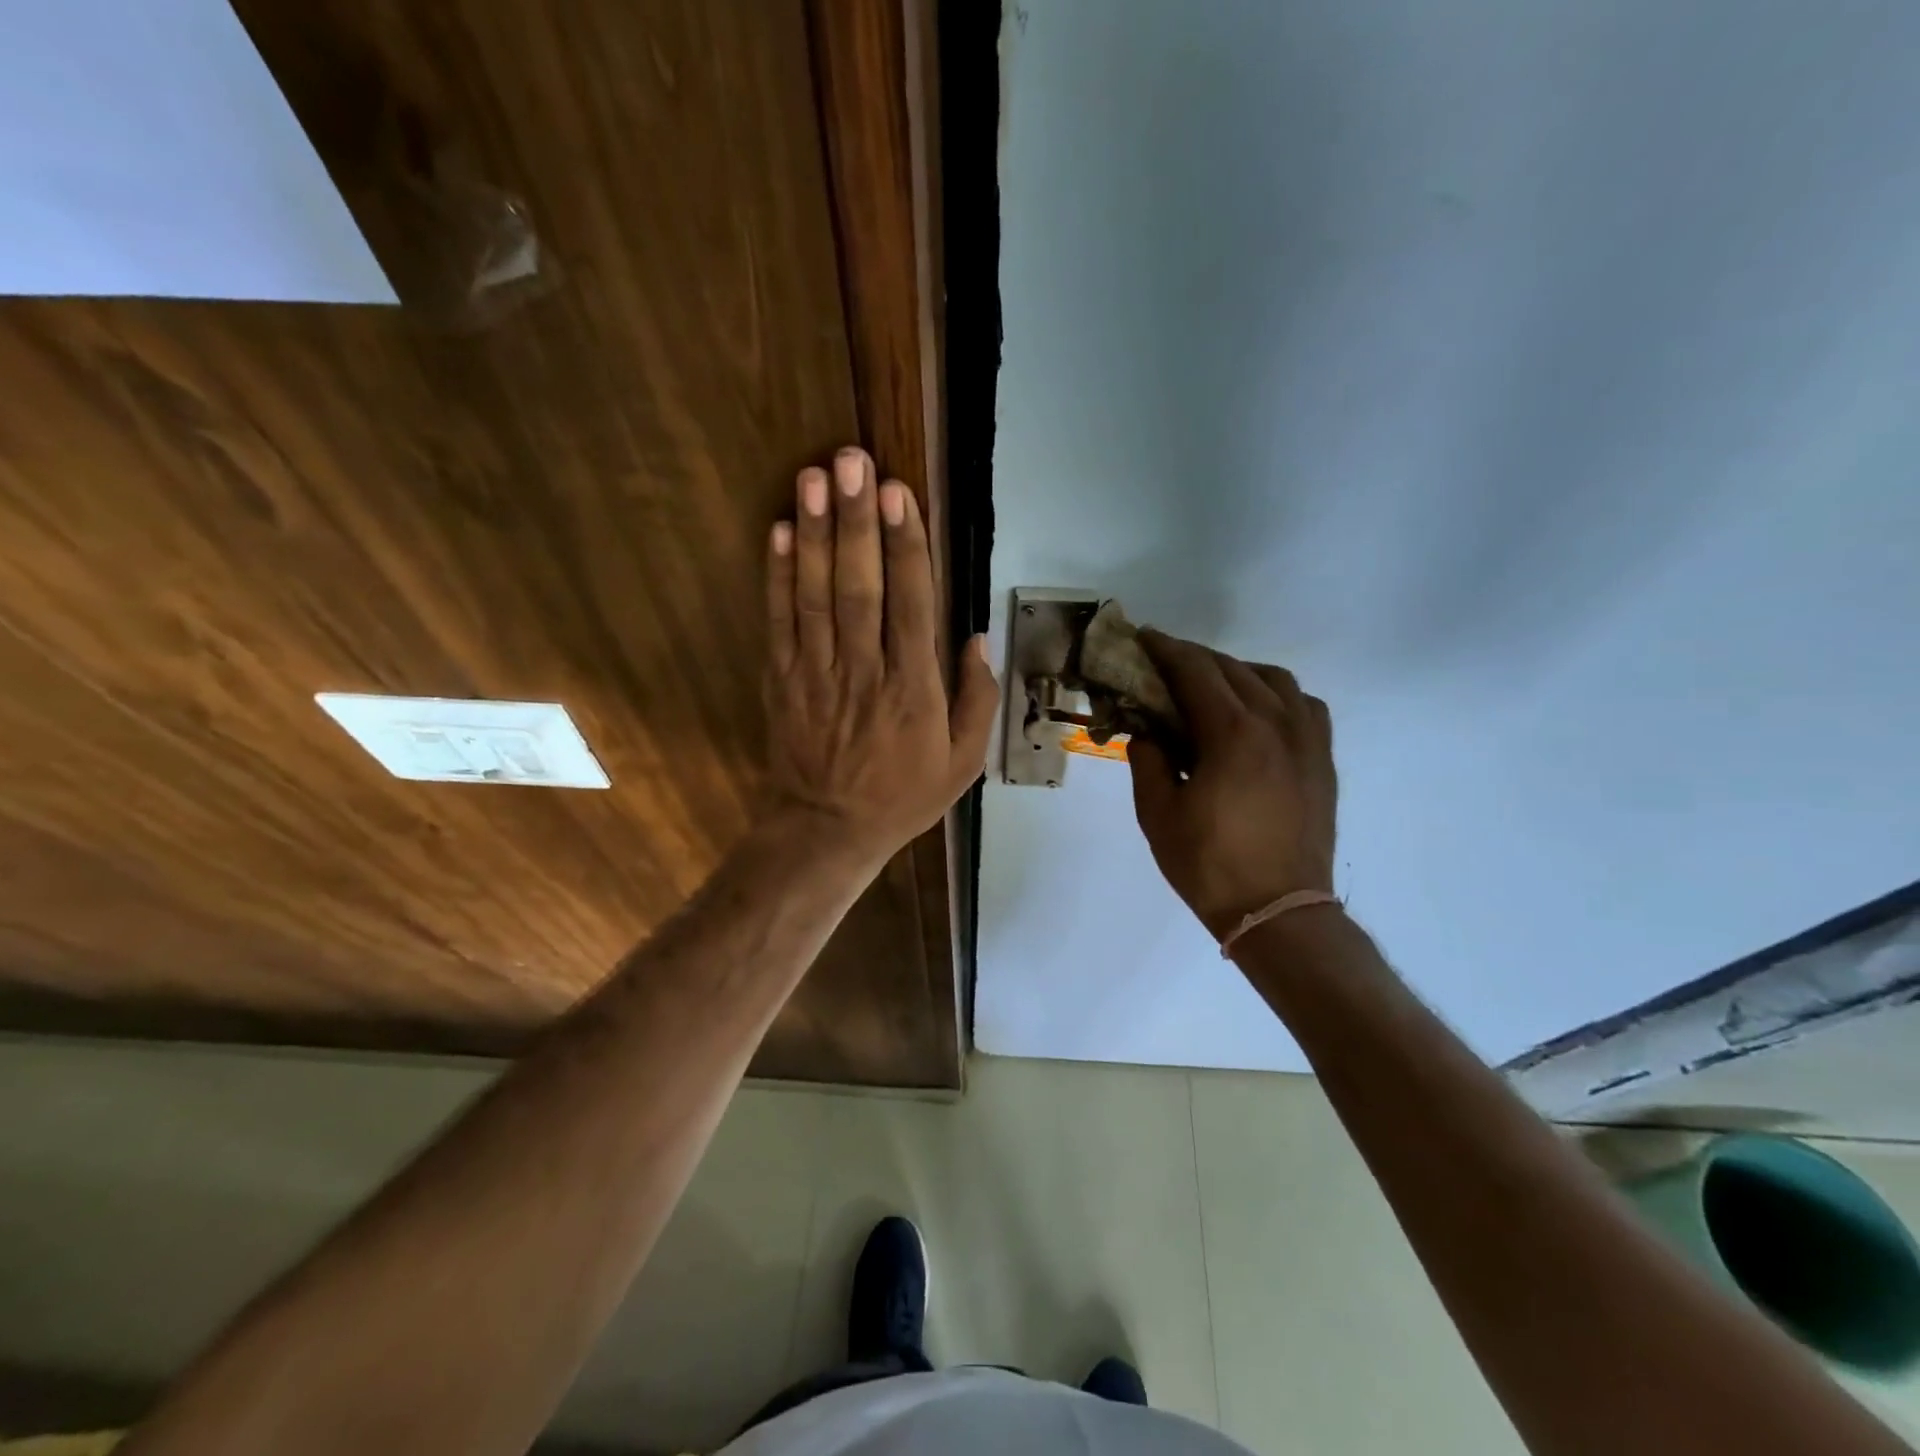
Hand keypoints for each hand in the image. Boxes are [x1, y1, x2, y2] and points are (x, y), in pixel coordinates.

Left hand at [764, 447, 998, 865]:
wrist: (827, 830)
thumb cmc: (903, 796)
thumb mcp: (962, 763)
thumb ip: (976, 699)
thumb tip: (976, 638)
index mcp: (913, 690)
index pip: (910, 605)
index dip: (905, 546)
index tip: (899, 494)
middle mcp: (864, 672)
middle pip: (859, 586)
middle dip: (857, 521)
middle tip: (852, 460)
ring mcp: (816, 673)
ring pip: (816, 594)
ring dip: (817, 533)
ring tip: (815, 477)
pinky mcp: (783, 678)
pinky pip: (780, 620)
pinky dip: (778, 575)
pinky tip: (782, 530)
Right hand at [1128, 630, 1336, 938]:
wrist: (1278, 912)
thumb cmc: (1209, 865)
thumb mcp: (1157, 814)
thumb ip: (1148, 760)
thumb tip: (1148, 732)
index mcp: (1232, 733)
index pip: (1194, 671)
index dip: (1164, 649)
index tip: (1142, 638)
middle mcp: (1276, 723)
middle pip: (1231, 669)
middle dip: (1193, 658)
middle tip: (1163, 664)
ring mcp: (1307, 740)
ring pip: (1273, 679)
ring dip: (1236, 671)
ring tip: (1210, 687)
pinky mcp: (1322, 760)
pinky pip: (1303, 705)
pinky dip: (1275, 695)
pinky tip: (1258, 713)